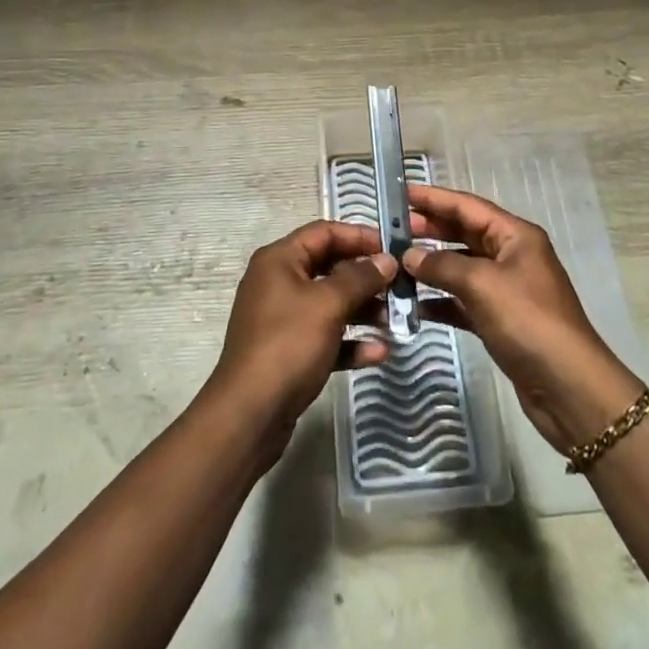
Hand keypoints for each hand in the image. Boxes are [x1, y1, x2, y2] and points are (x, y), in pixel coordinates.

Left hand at [206, 221, 395, 443]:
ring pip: (330, 304)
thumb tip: (387, 260)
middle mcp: (278, 282)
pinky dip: (350, 341)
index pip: (324, 232)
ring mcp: (282, 319)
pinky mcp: (289, 353)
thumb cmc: (287, 345)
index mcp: (279, 260)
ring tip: (395, 320)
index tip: (392, 248)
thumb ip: (360, 278)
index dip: (359, 236)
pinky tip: (378, 352)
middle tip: (399, 287)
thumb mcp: (328, 304)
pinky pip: (325, 337)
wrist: (249, 415)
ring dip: (362, 310)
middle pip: (329, 268)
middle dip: (365, 277)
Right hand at [405, 185, 644, 452]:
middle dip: (430, 230)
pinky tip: (414, 305)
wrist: (569, 389)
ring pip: (461, 268)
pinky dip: (441, 301)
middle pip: (464, 234)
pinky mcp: (500, 321)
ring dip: (432, 266)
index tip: (402, 193)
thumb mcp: (482, 284)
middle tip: (393, 230)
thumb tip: (409, 256)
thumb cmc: (528, 321)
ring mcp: (506, 290)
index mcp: (515, 236)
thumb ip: (442, 265)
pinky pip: (463, 301)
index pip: (468, 206)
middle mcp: (512, 256)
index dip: (435, 198)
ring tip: (396, 264)